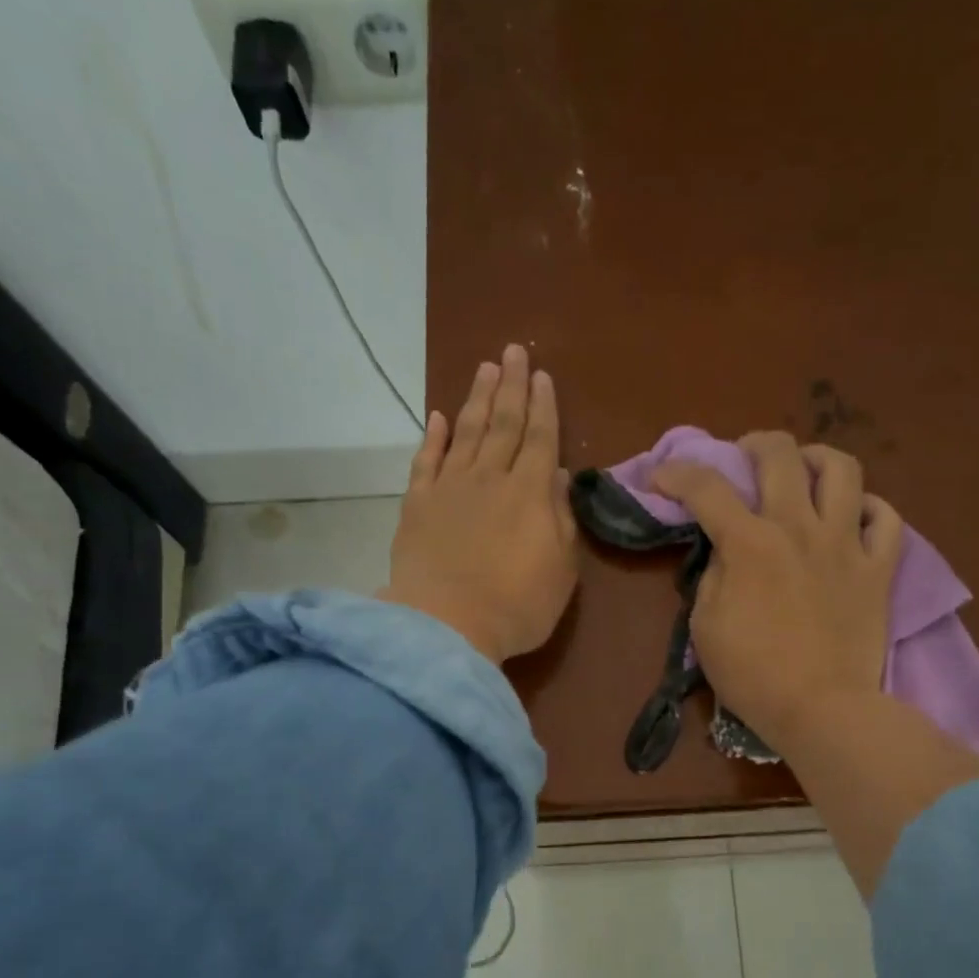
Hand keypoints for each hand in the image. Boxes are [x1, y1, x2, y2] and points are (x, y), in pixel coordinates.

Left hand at [380, 345, 578, 663]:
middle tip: (513, 351)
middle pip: (503, 422)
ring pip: (467, 432)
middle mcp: (490, 478)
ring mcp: (450, 488)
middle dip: (511, 386)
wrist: (447, 625)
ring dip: (476, 399)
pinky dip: (434, 437)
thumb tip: (556, 476)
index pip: (540, 438)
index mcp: (530, 492)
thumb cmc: (518, 605)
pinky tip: (438, 417)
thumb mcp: (561, 568)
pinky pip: (426, 461)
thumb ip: (561, 519)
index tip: (543, 376)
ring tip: (485, 369)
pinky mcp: (417, 505)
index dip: (543, 406)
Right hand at [652, 432, 903, 752]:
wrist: (820, 708)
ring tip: (805, 471)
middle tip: (745, 458)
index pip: (706, 488)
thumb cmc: (752, 674)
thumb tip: (727, 550)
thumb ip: (714, 576)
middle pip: (781, 454)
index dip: (677, 473)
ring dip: (818, 459)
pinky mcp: (878, 569)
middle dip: (754, 444)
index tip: (661, 478)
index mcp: (749, 543)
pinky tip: (853, 517)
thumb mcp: (705, 626)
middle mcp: (799, 528)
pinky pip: (887, 519)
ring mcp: (846, 544)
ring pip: (843, 470)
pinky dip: (870, 509)